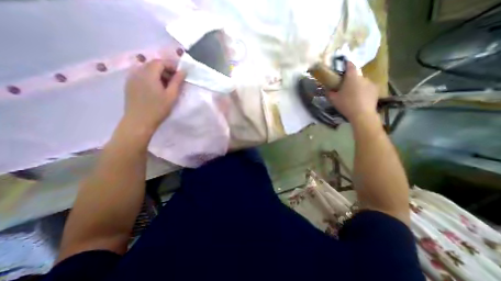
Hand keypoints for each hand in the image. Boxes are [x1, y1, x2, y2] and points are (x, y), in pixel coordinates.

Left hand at [123, 58, 185, 134]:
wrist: (139, 121)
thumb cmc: (158, 109)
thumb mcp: (171, 95)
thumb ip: (177, 81)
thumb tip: (183, 71)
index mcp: (149, 74)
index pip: (160, 62)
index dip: (171, 66)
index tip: (180, 74)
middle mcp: (138, 72)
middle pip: (153, 64)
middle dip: (165, 70)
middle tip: (175, 81)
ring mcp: (132, 78)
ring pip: (147, 70)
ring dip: (158, 74)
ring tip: (166, 86)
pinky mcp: (129, 84)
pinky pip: (141, 75)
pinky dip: (151, 78)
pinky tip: (156, 89)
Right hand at [327, 61, 377, 122]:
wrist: (362, 114)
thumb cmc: (346, 104)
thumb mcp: (333, 99)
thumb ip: (329, 92)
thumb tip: (328, 89)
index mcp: (351, 77)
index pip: (350, 65)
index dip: (347, 63)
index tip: (344, 64)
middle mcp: (362, 77)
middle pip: (356, 75)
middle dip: (350, 79)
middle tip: (345, 87)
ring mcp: (370, 83)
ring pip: (362, 82)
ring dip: (357, 85)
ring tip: (353, 94)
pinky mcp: (376, 90)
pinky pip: (367, 87)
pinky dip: (363, 90)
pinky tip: (360, 98)